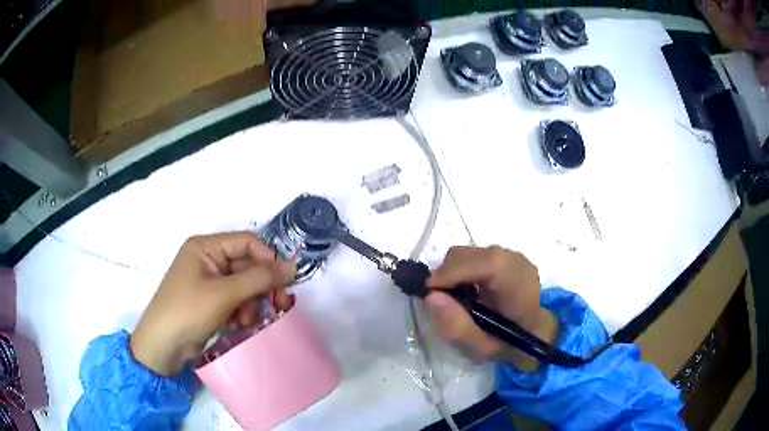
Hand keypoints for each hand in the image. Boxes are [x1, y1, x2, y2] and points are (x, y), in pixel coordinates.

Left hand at [130, 233, 295, 375]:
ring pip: (244, 286)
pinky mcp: (210, 301)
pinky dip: (241, 312)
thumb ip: (259, 279)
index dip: (267, 260)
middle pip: (246, 266)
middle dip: (259, 288)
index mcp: (206, 247)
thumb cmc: (189, 311)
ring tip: (245, 322)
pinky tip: (237, 325)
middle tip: (277, 306)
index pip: (247, 243)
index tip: (284, 282)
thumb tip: (292, 266)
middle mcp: (208, 260)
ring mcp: (208, 282)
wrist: (163, 346)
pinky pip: (235, 301)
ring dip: (250, 304)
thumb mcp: (224, 294)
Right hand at [425, 246, 557, 371]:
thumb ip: (457, 326)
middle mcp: (516, 262)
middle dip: (447, 275)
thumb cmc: (509, 345)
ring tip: (456, 299)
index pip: (486, 263)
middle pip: (469, 255)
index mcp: (518, 285)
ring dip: (453, 274)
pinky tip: (468, 291)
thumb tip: (431, 297)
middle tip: (441, 301)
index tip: (430, 292)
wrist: (534, 334)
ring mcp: (511, 255)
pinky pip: (473, 256)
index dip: (453, 272)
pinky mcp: (503, 255)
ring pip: (468, 254)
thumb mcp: (481, 348)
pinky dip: (462, 272)